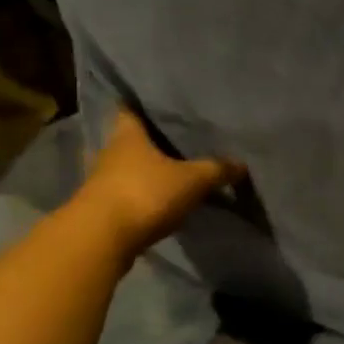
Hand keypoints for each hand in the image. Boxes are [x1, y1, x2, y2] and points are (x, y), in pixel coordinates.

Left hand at [78, 109, 243, 258]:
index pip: (130, 109)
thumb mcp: (192, 180)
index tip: (158, 105)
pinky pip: (125, 195)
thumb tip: (242, 164)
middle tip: (174, 140)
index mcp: (128, 134)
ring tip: (169, 172)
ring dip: (143, 172)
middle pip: (129, 141)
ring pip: (126, 169)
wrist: (102, 238)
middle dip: (148, 141)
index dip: (142, 105)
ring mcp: (101, 182)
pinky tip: (158, 201)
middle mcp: (110, 152)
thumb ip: (216, 170)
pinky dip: (140, 196)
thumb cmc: (145, 193)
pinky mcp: (101, 209)